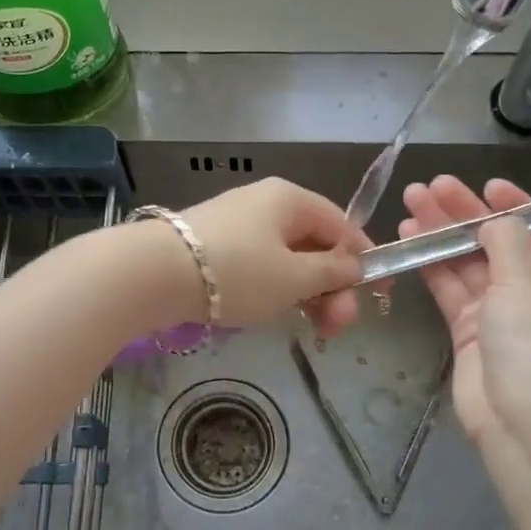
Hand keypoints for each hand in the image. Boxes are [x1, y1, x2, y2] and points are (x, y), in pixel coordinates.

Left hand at [167, 178, 366, 335]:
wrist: (154, 273)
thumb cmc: (236, 271)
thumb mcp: (294, 277)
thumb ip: (332, 273)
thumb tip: (354, 266)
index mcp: (291, 199)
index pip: (343, 226)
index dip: (364, 261)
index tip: (377, 297)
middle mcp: (266, 203)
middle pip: (315, 245)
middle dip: (333, 288)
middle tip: (336, 328)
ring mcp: (238, 224)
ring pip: (288, 259)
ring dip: (307, 294)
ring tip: (312, 330)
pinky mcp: (216, 246)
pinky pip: (261, 265)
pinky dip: (276, 289)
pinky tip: (276, 314)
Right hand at [399, 176, 530, 446]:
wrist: (527, 424)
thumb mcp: (530, 280)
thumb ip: (507, 239)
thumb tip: (494, 219)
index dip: (512, 205)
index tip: (483, 185)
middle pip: (500, 243)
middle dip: (465, 214)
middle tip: (430, 186)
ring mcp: (505, 315)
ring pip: (471, 265)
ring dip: (442, 235)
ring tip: (411, 203)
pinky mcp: (473, 334)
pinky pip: (453, 291)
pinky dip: (433, 266)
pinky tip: (409, 240)